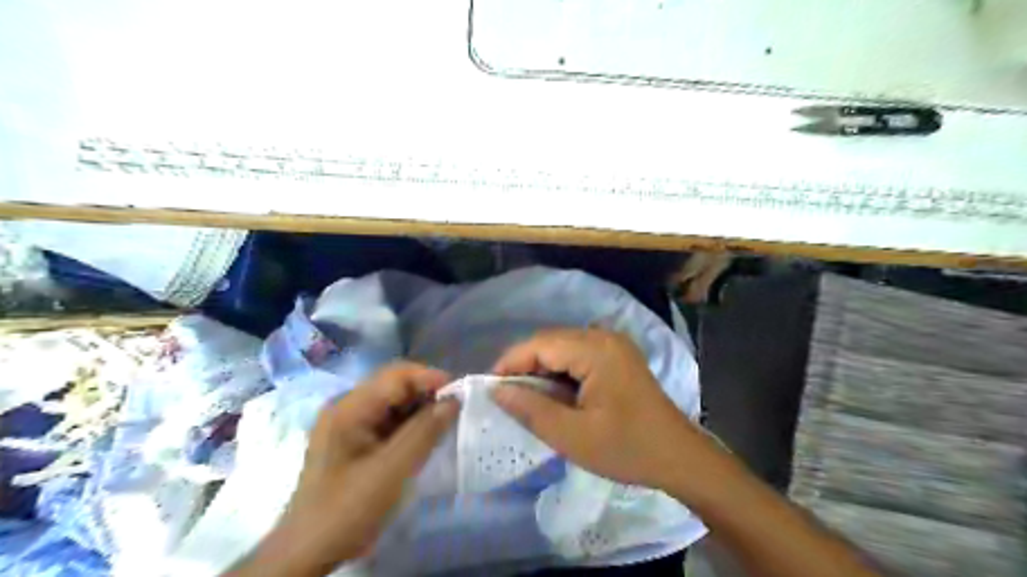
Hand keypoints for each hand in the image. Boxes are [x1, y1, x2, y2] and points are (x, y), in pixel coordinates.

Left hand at [235, 362, 459, 574]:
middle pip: (394, 386)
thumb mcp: (392, 470)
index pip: (396, 376)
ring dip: (421, 410)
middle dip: (427, 394)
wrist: (307, 554)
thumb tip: (454, 400)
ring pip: (393, 404)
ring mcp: (348, 424)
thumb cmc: (347, 509)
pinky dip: (410, 425)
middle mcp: (347, 407)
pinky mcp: (353, 441)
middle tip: (457, 410)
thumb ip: (424, 431)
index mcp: (349, 407)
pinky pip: (388, 422)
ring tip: (447, 423)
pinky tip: (426, 438)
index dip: (431, 378)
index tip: (461, 394)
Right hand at [491, 329, 706, 491]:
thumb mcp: (572, 436)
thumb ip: (531, 409)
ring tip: (528, 399)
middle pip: (551, 342)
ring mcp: (614, 345)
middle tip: (507, 397)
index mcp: (596, 349)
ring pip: (563, 348)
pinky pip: (579, 356)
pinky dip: (561, 372)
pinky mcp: (618, 357)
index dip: (510, 362)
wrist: (679, 457)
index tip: (490, 388)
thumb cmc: (626, 449)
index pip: (540, 344)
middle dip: (525, 367)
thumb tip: (496, 390)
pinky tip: (555, 395)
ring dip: (542, 370)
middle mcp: (604, 337)